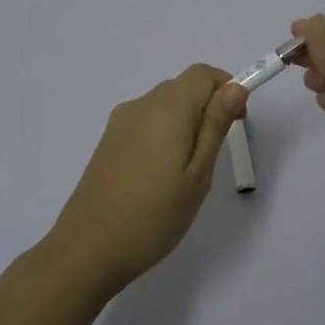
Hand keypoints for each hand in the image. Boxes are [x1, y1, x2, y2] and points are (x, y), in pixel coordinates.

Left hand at [47, 64, 249, 292]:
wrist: (87, 250)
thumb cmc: (153, 215)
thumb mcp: (198, 173)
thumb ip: (216, 126)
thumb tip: (235, 87)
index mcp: (166, 107)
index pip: (203, 74)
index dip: (226, 89)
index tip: (237, 124)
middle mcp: (140, 105)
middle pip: (182, 88)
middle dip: (207, 110)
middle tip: (214, 157)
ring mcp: (119, 124)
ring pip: (163, 107)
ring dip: (185, 125)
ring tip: (187, 174)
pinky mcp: (107, 143)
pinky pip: (145, 125)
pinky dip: (163, 137)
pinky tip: (160, 178)